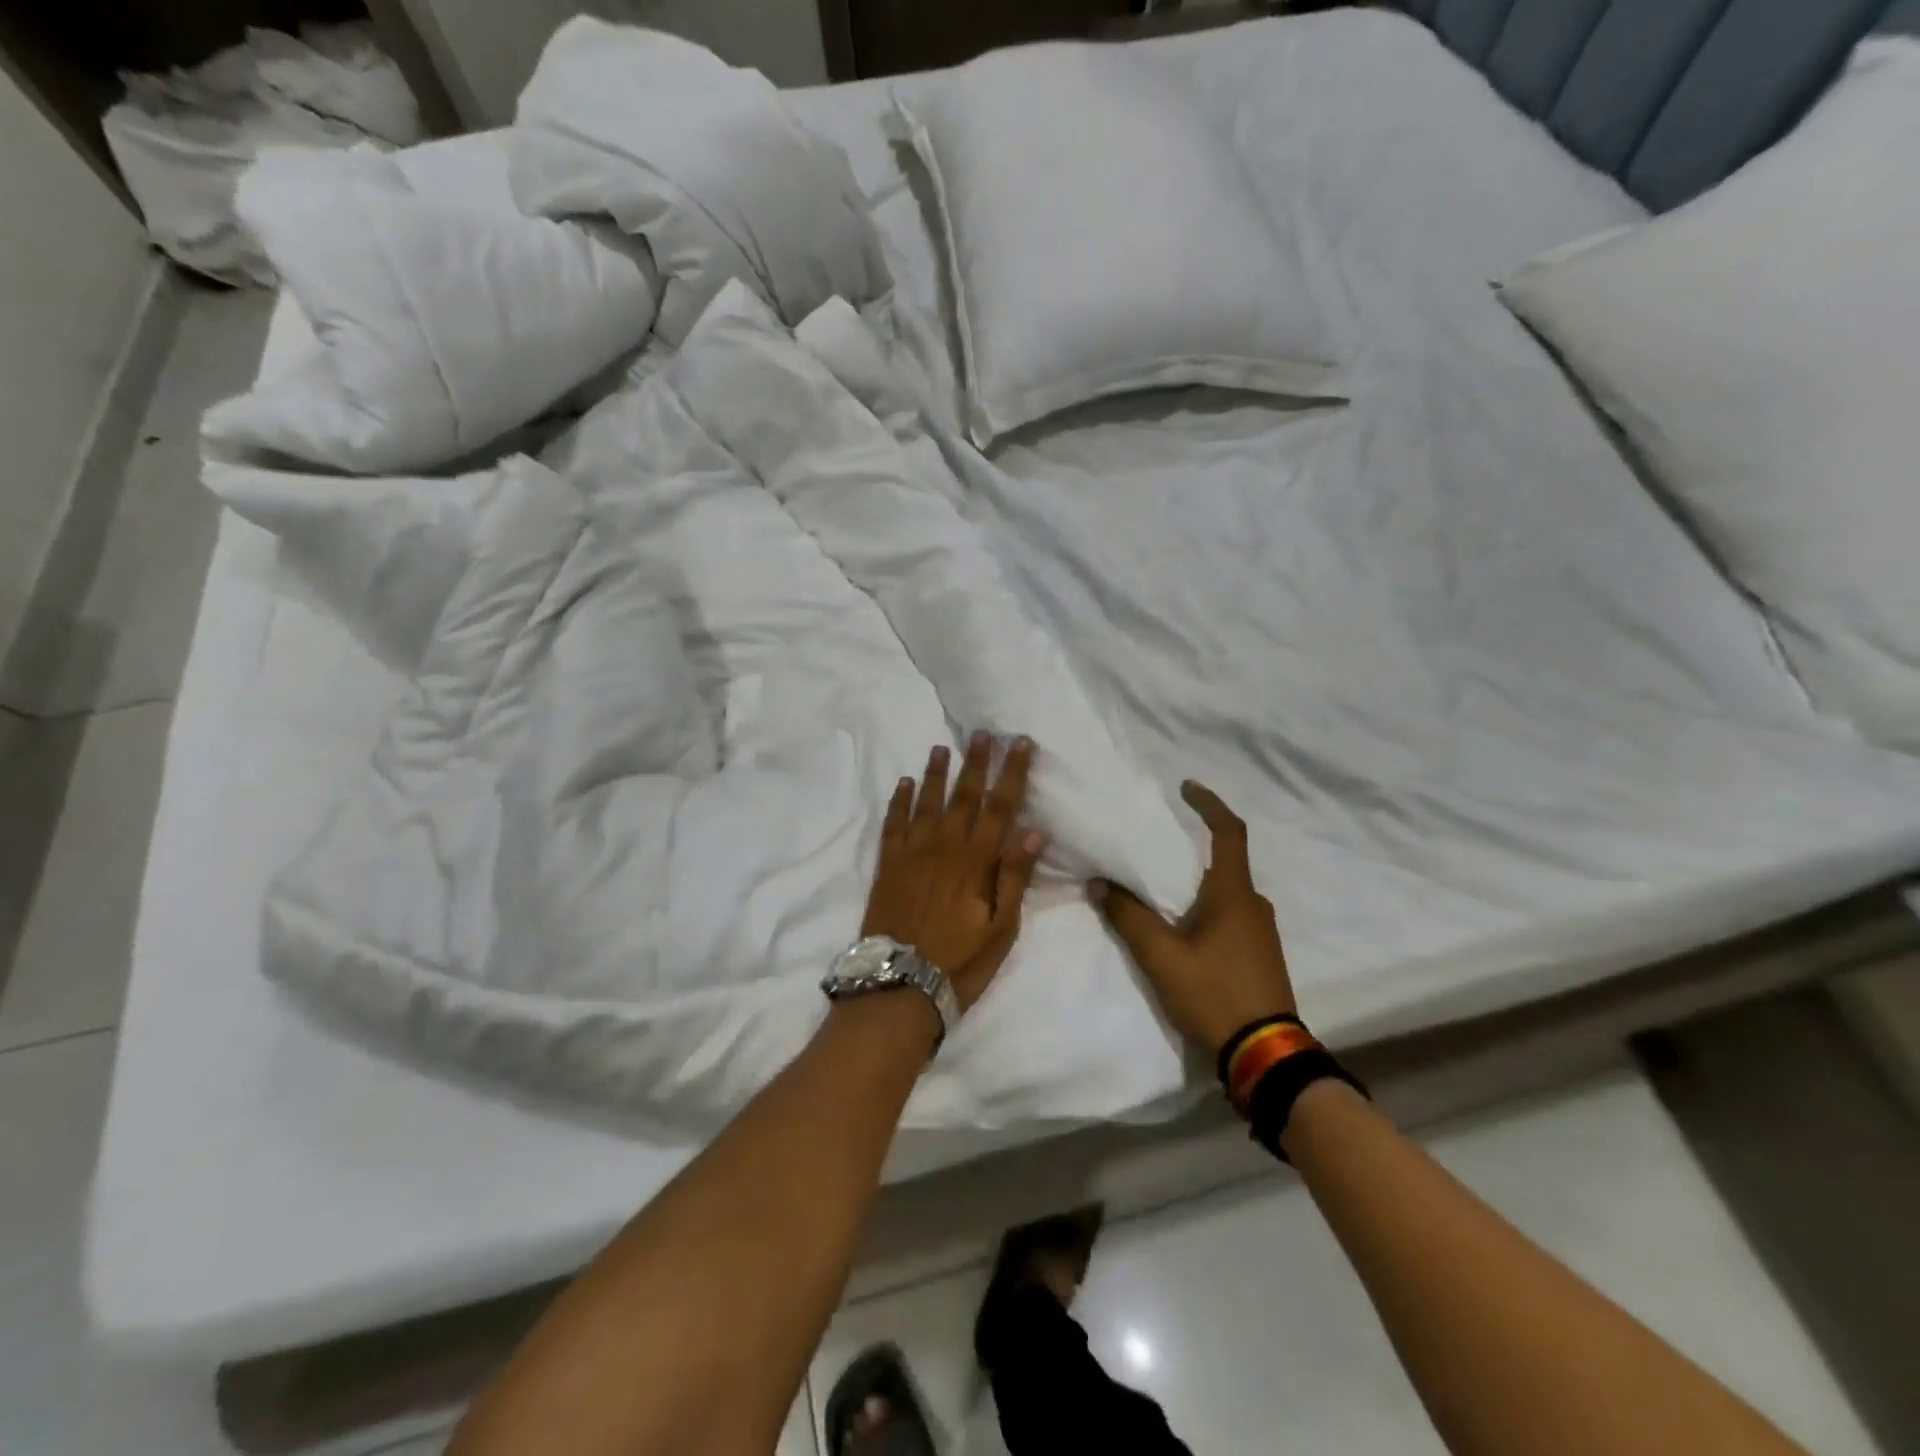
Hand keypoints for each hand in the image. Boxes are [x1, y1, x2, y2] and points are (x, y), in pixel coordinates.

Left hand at [862, 734, 1045, 1011]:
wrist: (898, 985)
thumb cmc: (960, 961)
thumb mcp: (1001, 929)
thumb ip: (1014, 878)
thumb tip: (1032, 832)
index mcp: (976, 861)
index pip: (1000, 806)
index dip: (1012, 773)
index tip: (1020, 743)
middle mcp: (945, 846)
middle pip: (964, 795)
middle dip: (976, 762)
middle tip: (982, 733)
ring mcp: (912, 853)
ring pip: (926, 801)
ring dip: (935, 773)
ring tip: (942, 747)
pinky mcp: (888, 864)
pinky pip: (893, 823)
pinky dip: (899, 801)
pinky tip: (903, 783)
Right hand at [1089, 781, 1296, 1054]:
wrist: (1266, 1054)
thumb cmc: (1215, 994)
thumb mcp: (1162, 956)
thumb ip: (1129, 917)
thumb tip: (1100, 883)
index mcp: (1234, 894)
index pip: (1229, 832)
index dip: (1209, 804)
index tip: (1186, 787)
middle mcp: (1253, 904)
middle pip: (1222, 862)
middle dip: (1189, 851)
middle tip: (1151, 850)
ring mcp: (1261, 931)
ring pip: (1223, 892)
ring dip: (1193, 884)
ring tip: (1156, 891)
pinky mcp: (1259, 954)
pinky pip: (1229, 915)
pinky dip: (1203, 908)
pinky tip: (1179, 928)